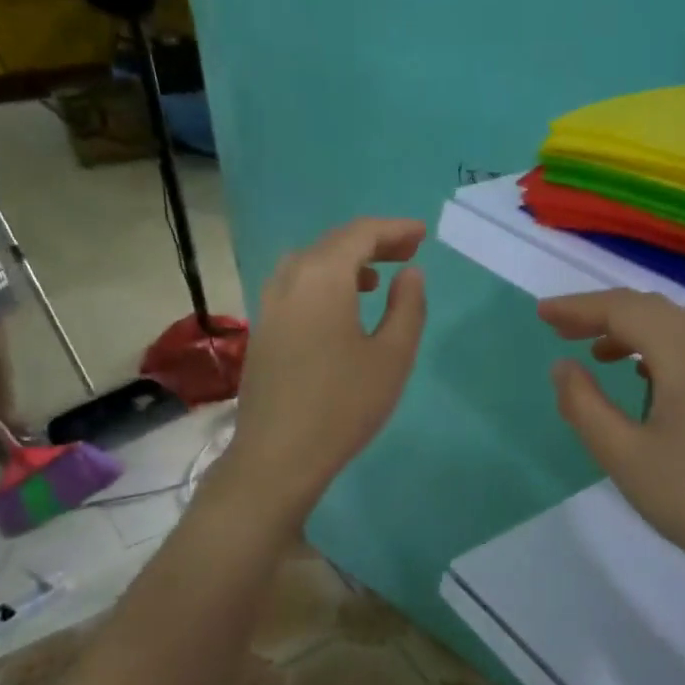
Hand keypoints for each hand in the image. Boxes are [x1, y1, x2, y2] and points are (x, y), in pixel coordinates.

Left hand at [223, 218, 428, 526]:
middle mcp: (289, 279)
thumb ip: (408, 308)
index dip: (394, 229)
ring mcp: (269, 305)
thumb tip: (410, 274)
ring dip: (345, 263)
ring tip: (376, 280)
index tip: (422, 234)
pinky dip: (324, 283)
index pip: (360, 234)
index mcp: (322, 277)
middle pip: (332, 244)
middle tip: (407, 252)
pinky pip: (296, 287)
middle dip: (372, 242)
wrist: (278, 455)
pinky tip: (341, 310)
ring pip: (310, 264)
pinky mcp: (262, 330)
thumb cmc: (344, 405)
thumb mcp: (392, 357)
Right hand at [539, 289, 684, 583]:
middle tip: (562, 329)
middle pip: (653, 309)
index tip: (543, 314)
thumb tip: (563, 366)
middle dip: (604, 313)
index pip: (625, 310)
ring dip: (633, 329)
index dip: (580, 307)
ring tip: (597, 353)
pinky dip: (660, 347)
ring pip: (677, 326)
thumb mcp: (622, 455)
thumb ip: (584, 404)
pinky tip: (643, 374)